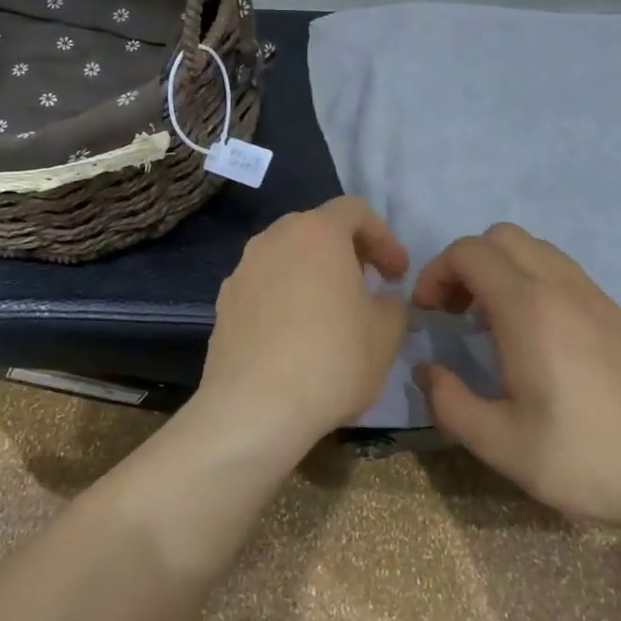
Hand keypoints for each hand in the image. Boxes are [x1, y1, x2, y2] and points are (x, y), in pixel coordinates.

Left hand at [195, 198, 411, 456]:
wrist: (254, 409)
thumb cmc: (332, 359)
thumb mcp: (386, 333)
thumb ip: (392, 304)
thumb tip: (381, 300)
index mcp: (317, 232)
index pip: (355, 211)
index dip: (384, 238)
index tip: (398, 274)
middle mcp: (274, 238)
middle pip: (317, 229)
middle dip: (347, 252)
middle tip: (368, 285)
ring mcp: (242, 270)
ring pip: (286, 257)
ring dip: (313, 274)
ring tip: (332, 312)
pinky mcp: (223, 304)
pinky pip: (264, 287)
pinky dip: (285, 298)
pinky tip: (296, 337)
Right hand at [412, 223, 620, 557]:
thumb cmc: (583, 457)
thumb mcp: (500, 444)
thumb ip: (449, 402)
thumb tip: (427, 371)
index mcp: (528, 308)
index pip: (469, 252)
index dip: (436, 272)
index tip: (428, 312)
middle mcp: (560, 287)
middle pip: (501, 237)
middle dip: (467, 264)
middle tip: (456, 311)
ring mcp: (595, 295)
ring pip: (535, 249)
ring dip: (502, 269)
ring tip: (492, 322)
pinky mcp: (617, 312)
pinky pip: (563, 271)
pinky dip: (533, 282)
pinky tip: (537, 336)